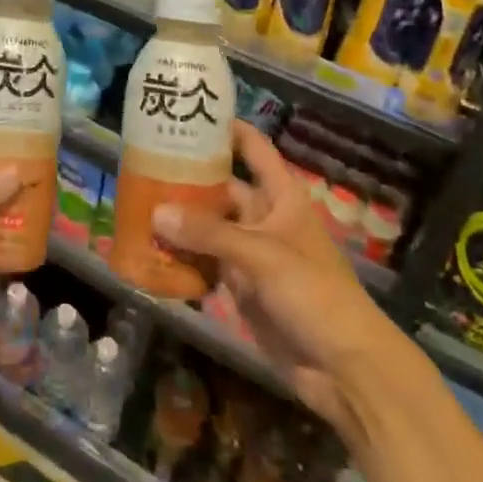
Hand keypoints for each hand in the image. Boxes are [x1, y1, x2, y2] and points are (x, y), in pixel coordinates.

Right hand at [152, 121, 396, 442]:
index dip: (227, 128)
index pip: (254, 147)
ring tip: (138, 200)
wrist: (345, 369)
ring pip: (209, 225)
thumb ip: (208, 233)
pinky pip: (206, 261)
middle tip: (144, 162)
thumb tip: (155, 212)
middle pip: (222, 186)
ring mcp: (251, 252)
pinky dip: (183, 255)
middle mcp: (264, 216)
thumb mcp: (261, 255)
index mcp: (281, 195)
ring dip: (180, 218)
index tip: (189, 113)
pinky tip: (151, 247)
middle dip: (189, 176)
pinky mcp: (241, 285)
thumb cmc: (313, 293)